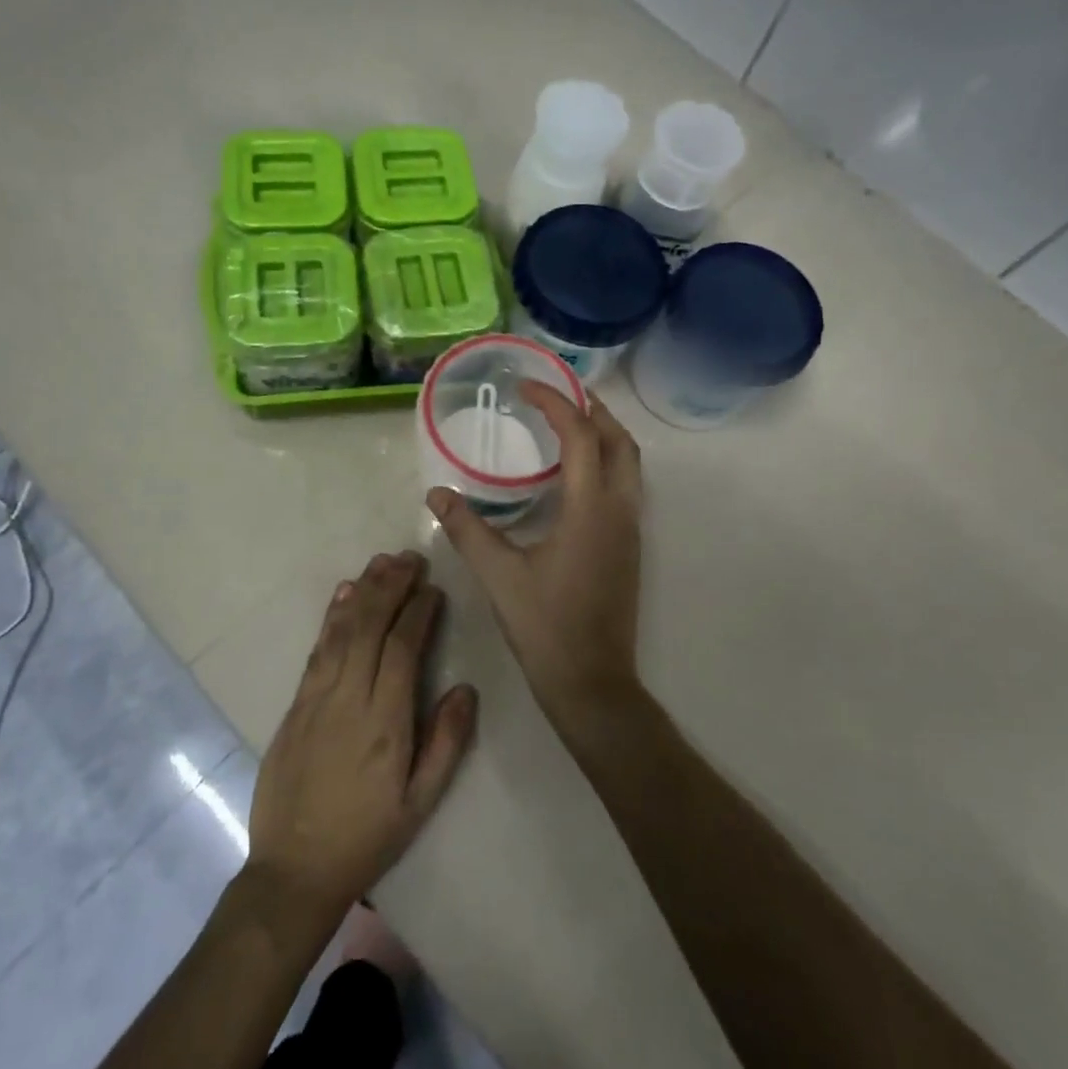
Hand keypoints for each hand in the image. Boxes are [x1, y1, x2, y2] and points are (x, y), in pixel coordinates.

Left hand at [247, 552, 478, 930]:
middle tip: (409, 558)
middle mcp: (348, 699)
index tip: (433, 588)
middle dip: (390, 588)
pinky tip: (342, 596)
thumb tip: (465, 689)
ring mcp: (316, 699)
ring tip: (381, 564)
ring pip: (341, 631)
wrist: (294, 870)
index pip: (402, 649)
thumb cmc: (367, 838)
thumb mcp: (419, 803)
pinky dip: (331, 618)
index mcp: (384, 723)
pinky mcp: (295, 705)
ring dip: (362, 592)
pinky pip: (316, 650)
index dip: (418, 613)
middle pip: (369, 628)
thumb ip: (445, 744)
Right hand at [426, 384, 643, 730]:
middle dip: (593, 408)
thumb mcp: (499, 575)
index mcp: (591, 508)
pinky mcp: (630, 547)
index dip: (556, 402)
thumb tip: (437, 494)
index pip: (581, 435)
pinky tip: (574, 475)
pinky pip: (626, 486)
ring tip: (569, 422)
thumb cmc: (546, 626)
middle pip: (620, 440)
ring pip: (630, 463)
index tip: (526, 385)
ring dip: (605, 434)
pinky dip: (606, 461)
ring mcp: (631, 529)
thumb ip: (467, 529)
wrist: (593, 682)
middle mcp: (620, 510)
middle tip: (558, 392)